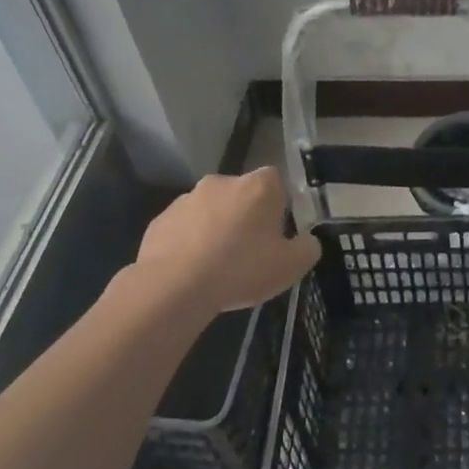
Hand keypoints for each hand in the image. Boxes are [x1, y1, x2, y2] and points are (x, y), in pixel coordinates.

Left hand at [133, 168, 320, 315]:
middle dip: (245, 217)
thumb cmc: (242, 269)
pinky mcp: (160, 220)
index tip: (276, 233)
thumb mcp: (291, 266)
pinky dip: (188, 244)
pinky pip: (183, 229)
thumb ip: (308, 248)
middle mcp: (222, 182)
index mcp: (258, 186)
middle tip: (249, 252)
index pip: (275, 181)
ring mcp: (187, 199)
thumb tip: (308, 241)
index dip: (278, 205)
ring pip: (210, 211)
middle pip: (241, 195)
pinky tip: (191, 272)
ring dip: (215, 229)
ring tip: (217, 267)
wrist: (175, 286)